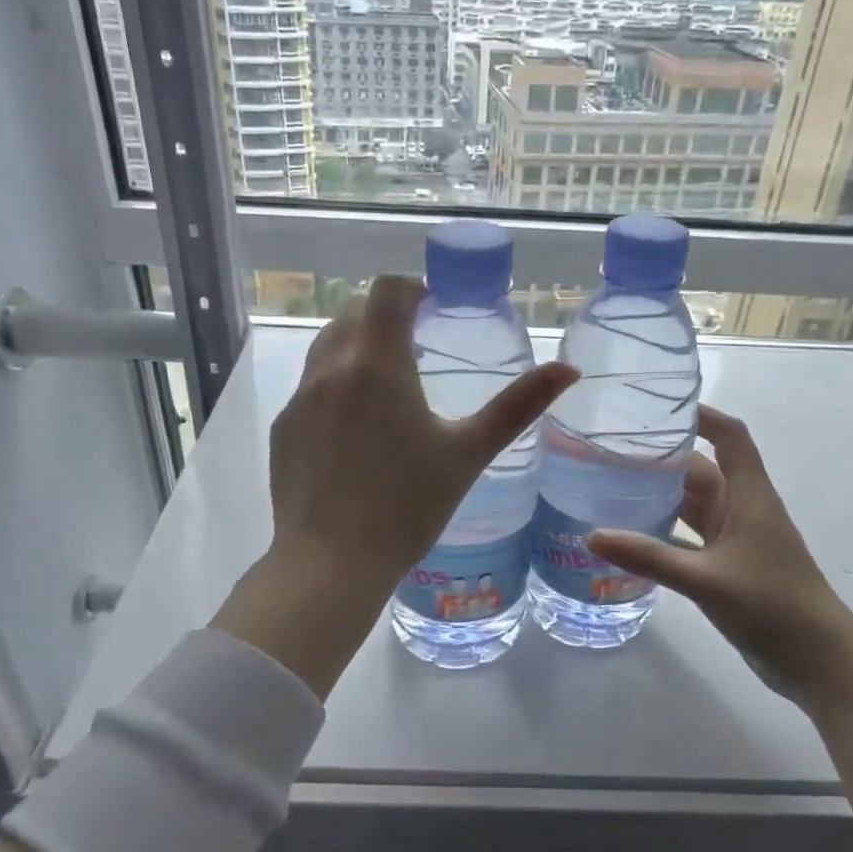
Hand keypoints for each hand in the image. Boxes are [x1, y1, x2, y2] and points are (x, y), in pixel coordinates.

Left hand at [270, 275, 576, 581]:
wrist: (332, 563)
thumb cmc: (408, 506)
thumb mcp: (469, 453)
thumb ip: (518, 406)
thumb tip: (568, 369)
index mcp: (378, 365)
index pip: (386, 290)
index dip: (412, 288)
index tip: (433, 308)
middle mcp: (331, 369)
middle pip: (353, 312)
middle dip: (385, 316)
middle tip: (417, 345)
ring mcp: (300, 398)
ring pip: (327, 346)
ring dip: (357, 346)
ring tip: (387, 384)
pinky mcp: (283, 427)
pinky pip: (310, 386)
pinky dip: (335, 385)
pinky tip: (354, 431)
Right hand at [587, 405, 852, 710]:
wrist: (819, 661)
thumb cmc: (772, 605)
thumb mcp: (705, 579)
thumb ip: (649, 557)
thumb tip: (592, 536)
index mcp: (748, 495)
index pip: (729, 437)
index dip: (701, 415)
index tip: (659, 407)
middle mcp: (742, 509)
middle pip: (702, 469)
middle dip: (663, 459)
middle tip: (612, 453)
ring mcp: (737, 539)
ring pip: (695, 505)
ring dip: (662, 496)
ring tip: (612, 488)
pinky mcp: (729, 567)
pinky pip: (691, 538)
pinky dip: (665, 533)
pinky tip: (632, 538)